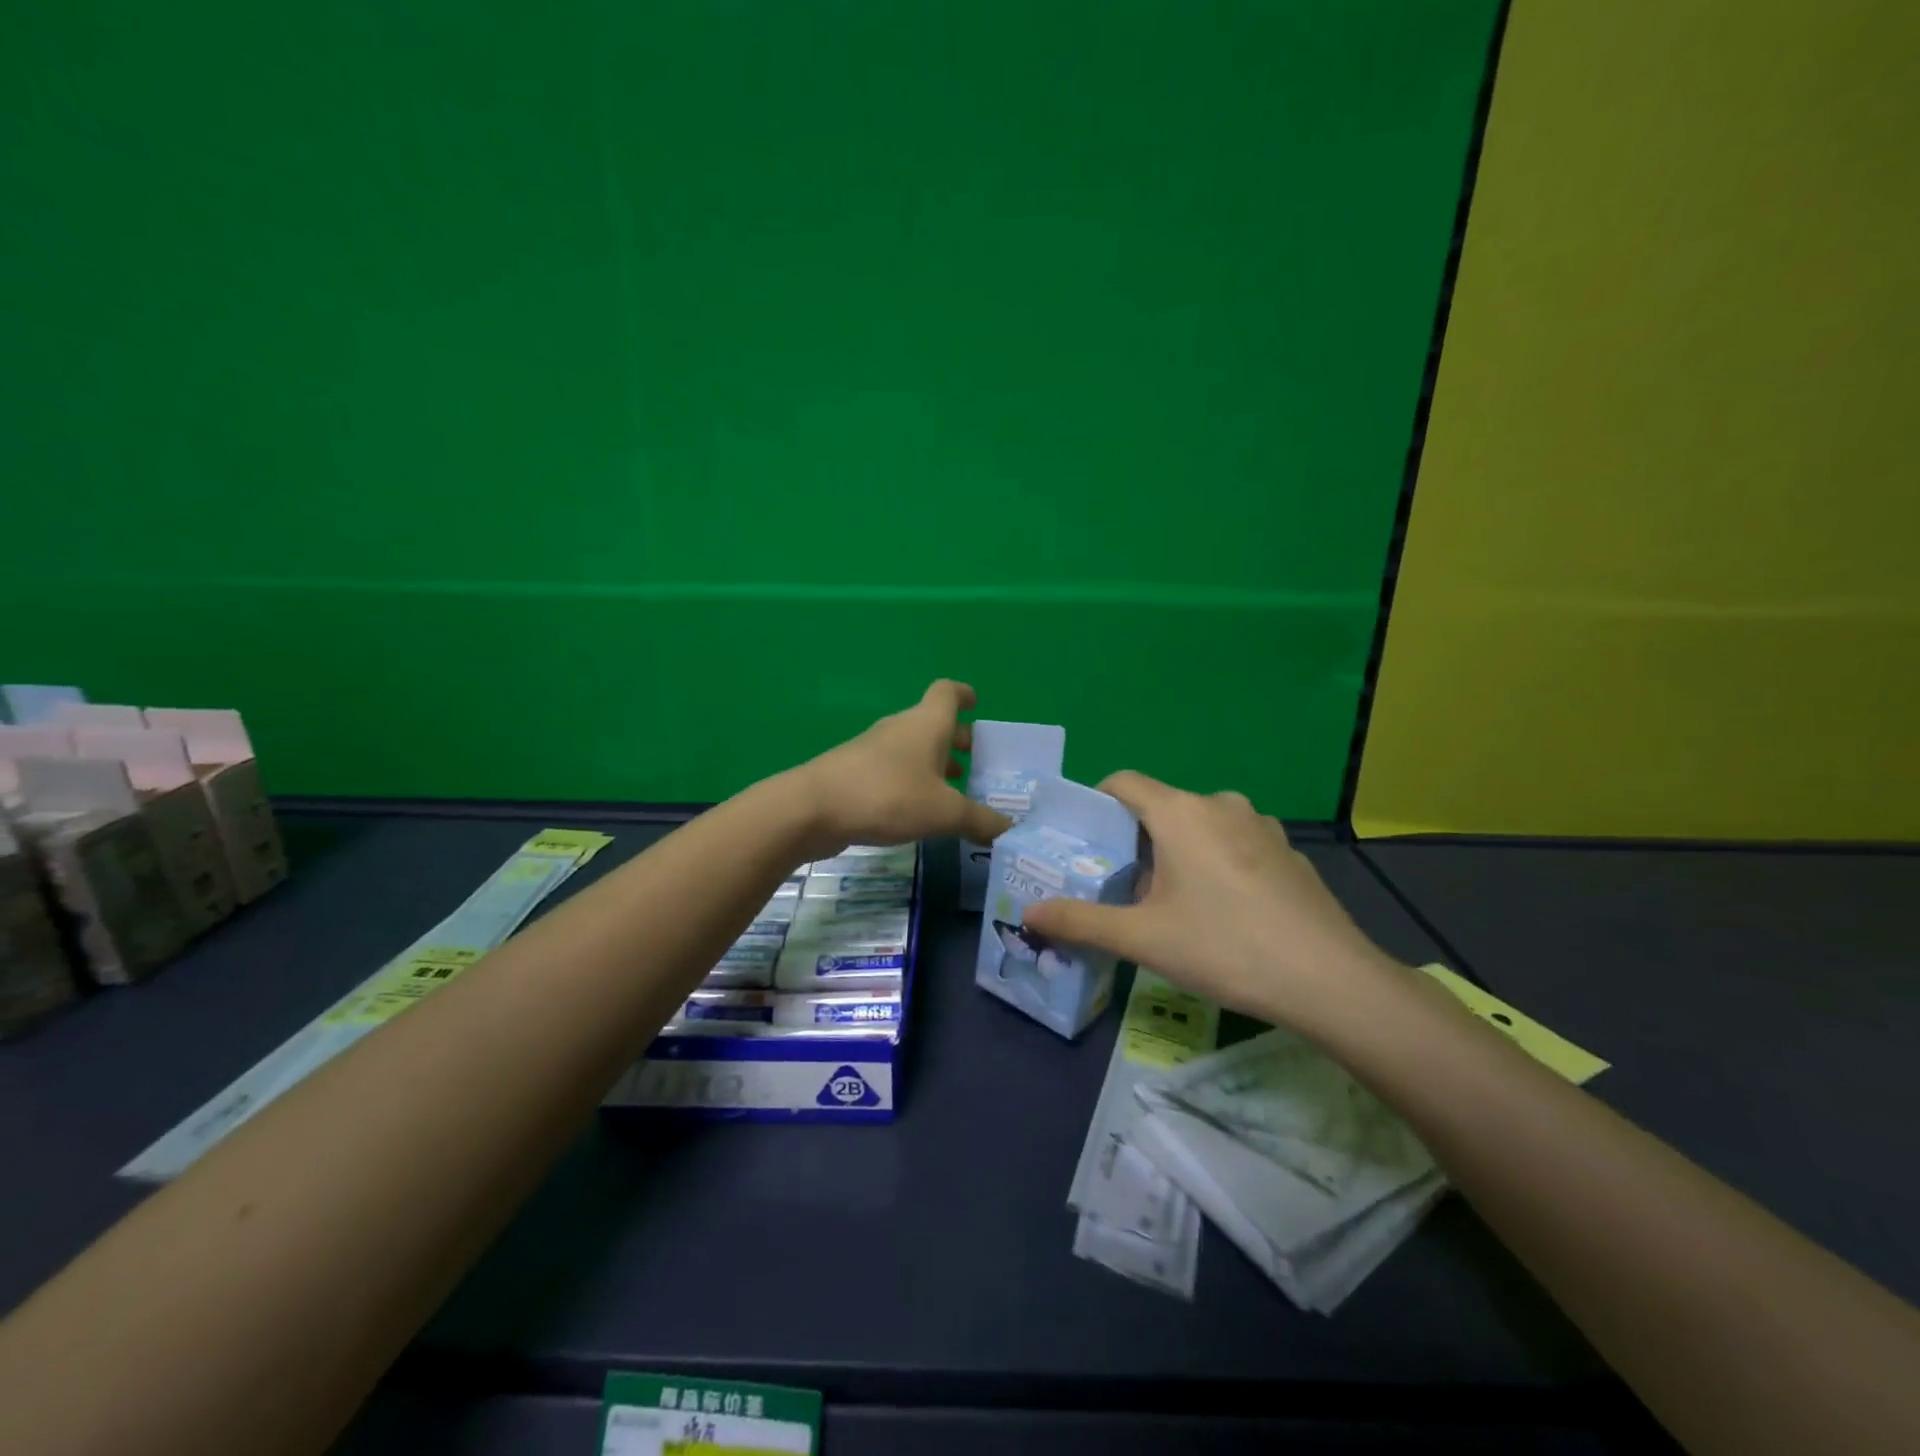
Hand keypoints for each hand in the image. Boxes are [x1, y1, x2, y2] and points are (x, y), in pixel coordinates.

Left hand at [789, 680, 1012, 857]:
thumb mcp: (944, 812)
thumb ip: (980, 821)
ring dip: (934, 764)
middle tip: (978, 763)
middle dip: (957, 740)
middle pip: (933, 723)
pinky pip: (894, 770)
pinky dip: (912, 782)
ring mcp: (874, 750)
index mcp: (927, 724)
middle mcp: (901, 728)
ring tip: (954, 791)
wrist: (813, 808)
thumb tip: (1010, 832)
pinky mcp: (856, 773)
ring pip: (913, 748)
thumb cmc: (888, 796)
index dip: (964, 694)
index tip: (977, 703)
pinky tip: (919, 811)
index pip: (947, 692)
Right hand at [1022, 772, 1404, 1031]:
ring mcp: (1261, 825)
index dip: (1096, 805)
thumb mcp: (1142, 938)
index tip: (1084, 842)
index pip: (1123, 782)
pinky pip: (1234, 843)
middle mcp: (1220, 803)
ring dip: (1176, 851)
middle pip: (1160, 806)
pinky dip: (1215, 862)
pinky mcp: (1288, 851)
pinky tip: (1223, 911)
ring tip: (1169, 901)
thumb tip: (1029, 913)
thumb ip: (1080, 921)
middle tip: (1120, 884)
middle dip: (1135, 839)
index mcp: (1180, 812)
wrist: (1330, 980)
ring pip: (1199, 825)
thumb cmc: (1224, 947)